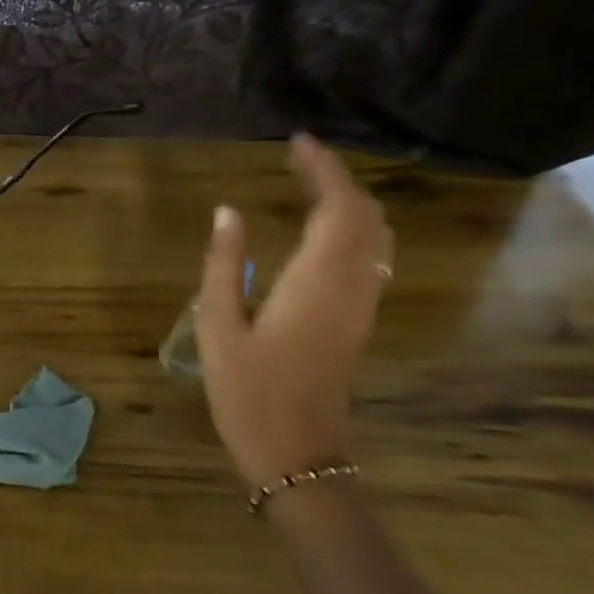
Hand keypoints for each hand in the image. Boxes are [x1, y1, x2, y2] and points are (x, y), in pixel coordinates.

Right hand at [195, 135, 392, 488]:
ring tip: (309, 186)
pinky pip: (371, 258)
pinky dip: (353, 229)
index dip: (322, 168)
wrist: (295, 451)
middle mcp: (352, 285)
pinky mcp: (359, 320)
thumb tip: (227, 211)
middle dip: (337, 179)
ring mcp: (362, 305)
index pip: (336, 206)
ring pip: (375, 236)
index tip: (296, 142)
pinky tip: (323, 231)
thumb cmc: (248, 391)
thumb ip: (225, 265)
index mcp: (317, 281)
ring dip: (349, 202)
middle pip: (364, 215)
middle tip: (298, 159)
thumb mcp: (219, 326)